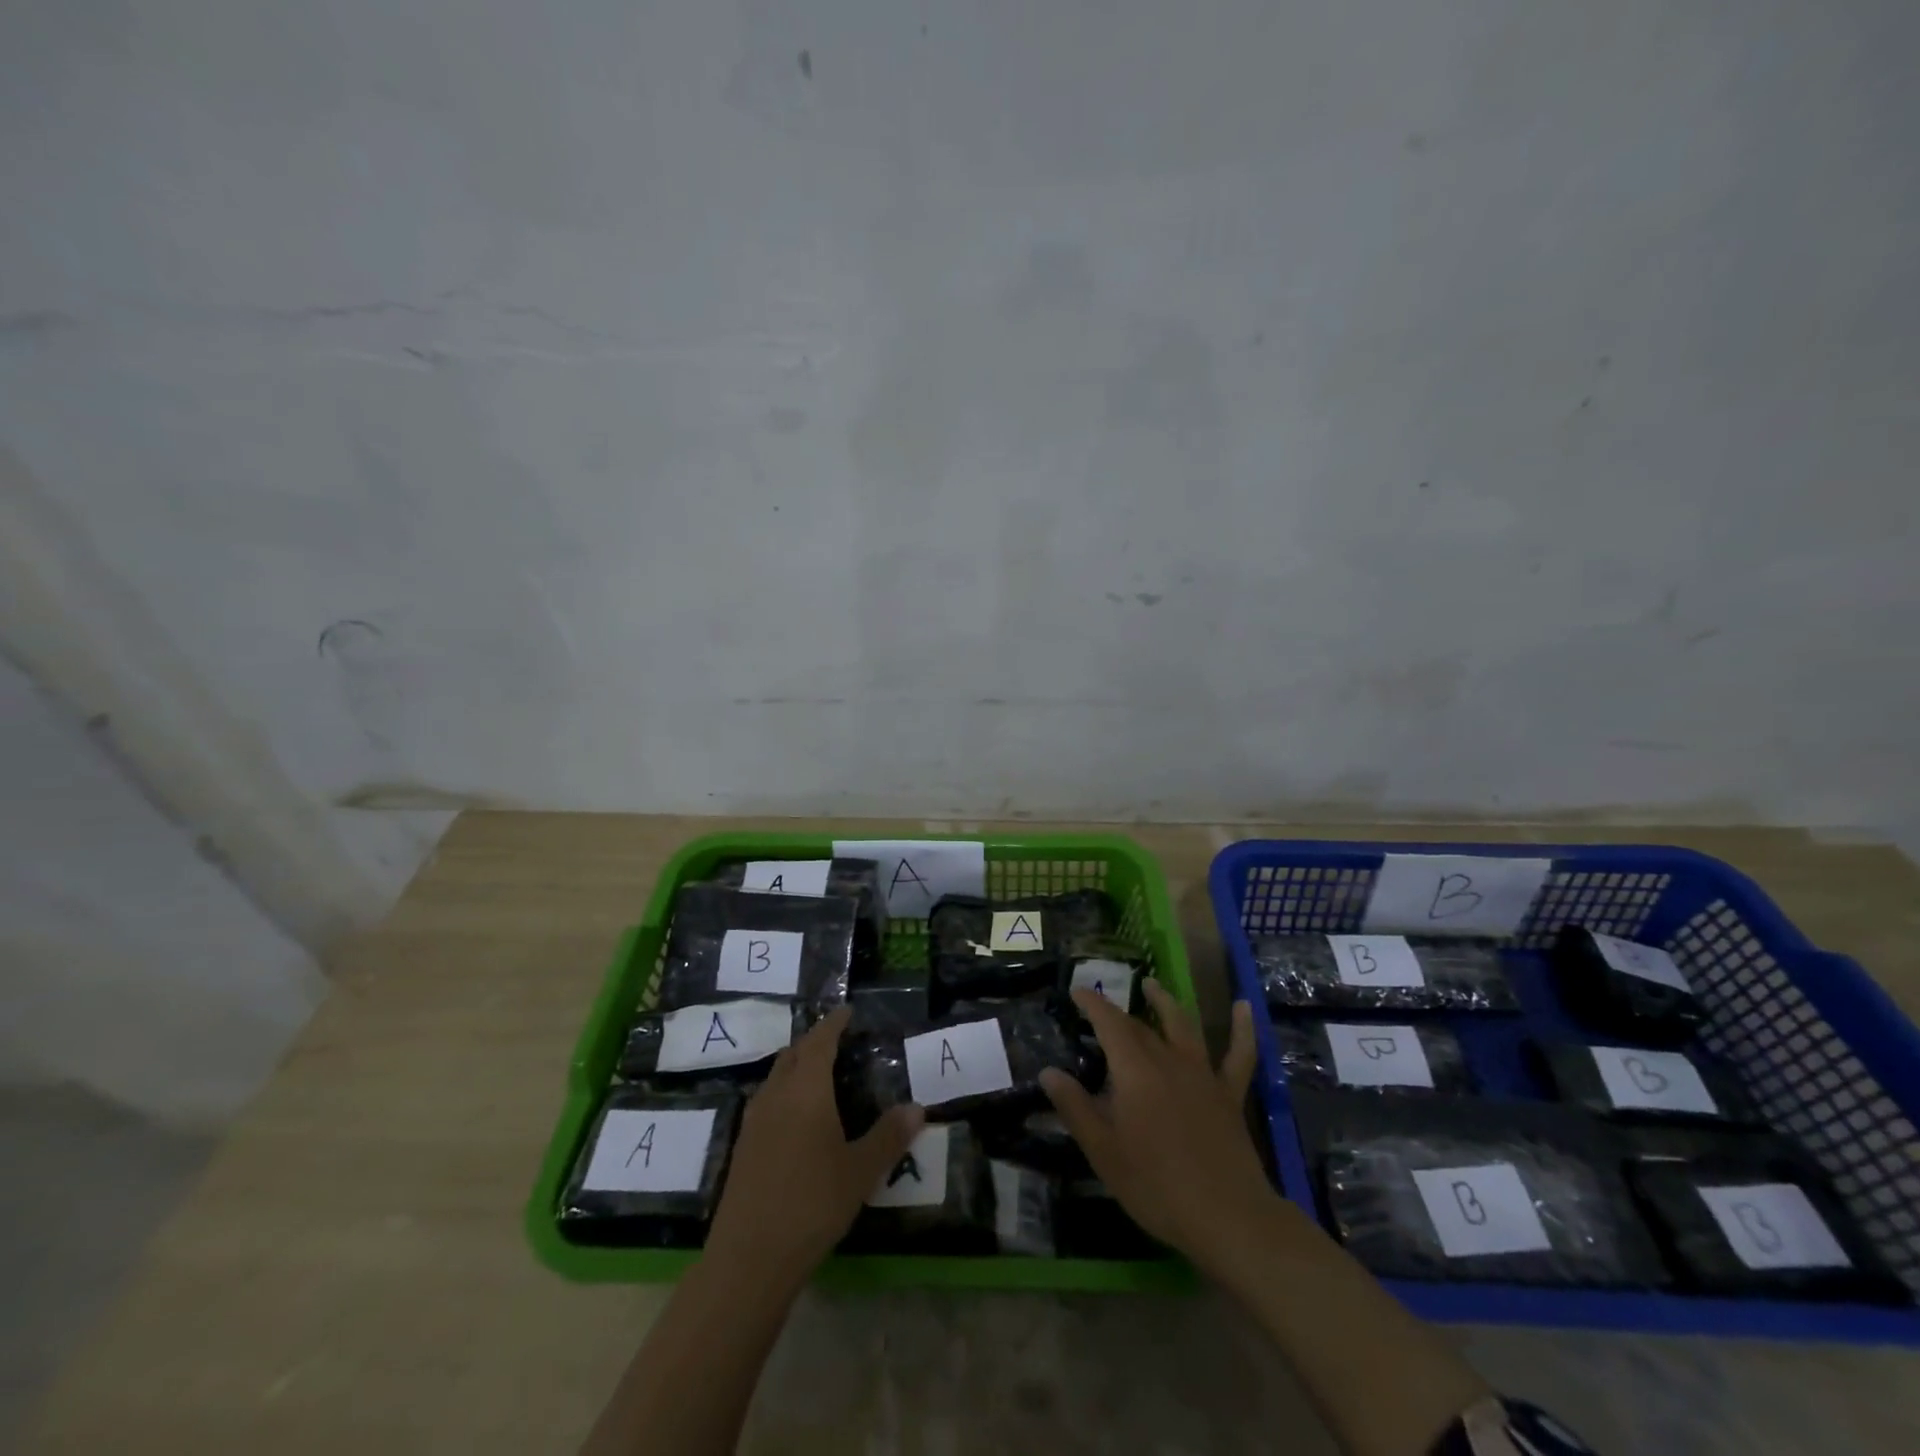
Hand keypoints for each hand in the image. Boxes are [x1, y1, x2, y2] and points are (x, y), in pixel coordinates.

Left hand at [704, 1005, 922, 1290]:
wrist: (748, 1258)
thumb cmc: (812, 1204)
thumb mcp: (860, 1171)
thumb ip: (888, 1137)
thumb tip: (917, 1107)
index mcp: (806, 1091)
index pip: (820, 1042)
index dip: (834, 1023)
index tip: (847, 1010)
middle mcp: (777, 1095)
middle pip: (794, 1054)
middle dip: (814, 1042)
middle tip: (838, 1041)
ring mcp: (754, 1122)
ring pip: (776, 1077)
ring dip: (796, 1066)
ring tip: (819, 1074)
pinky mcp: (743, 1147)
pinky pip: (766, 1101)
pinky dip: (784, 1092)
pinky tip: (796, 1117)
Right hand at [1040, 981, 1269, 1266]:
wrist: (1228, 1217)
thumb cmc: (1156, 1186)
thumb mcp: (1103, 1152)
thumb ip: (1075, 1108)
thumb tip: (1048, 1072)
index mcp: (1135, 1071)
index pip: (1109, 1023)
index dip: (1092, 1003)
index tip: (1077, 991)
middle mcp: (1168, 1060)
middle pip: (1140, 1026)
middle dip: (1118, 1012)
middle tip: (1101, 1006)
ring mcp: (1203, 1074)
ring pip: (1183, 1026)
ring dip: (1166, 1002)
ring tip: (1152, 984)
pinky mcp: (1229, 1094)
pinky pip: (1239, 1054)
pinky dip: (1242, 1028)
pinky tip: (1243, 1006)